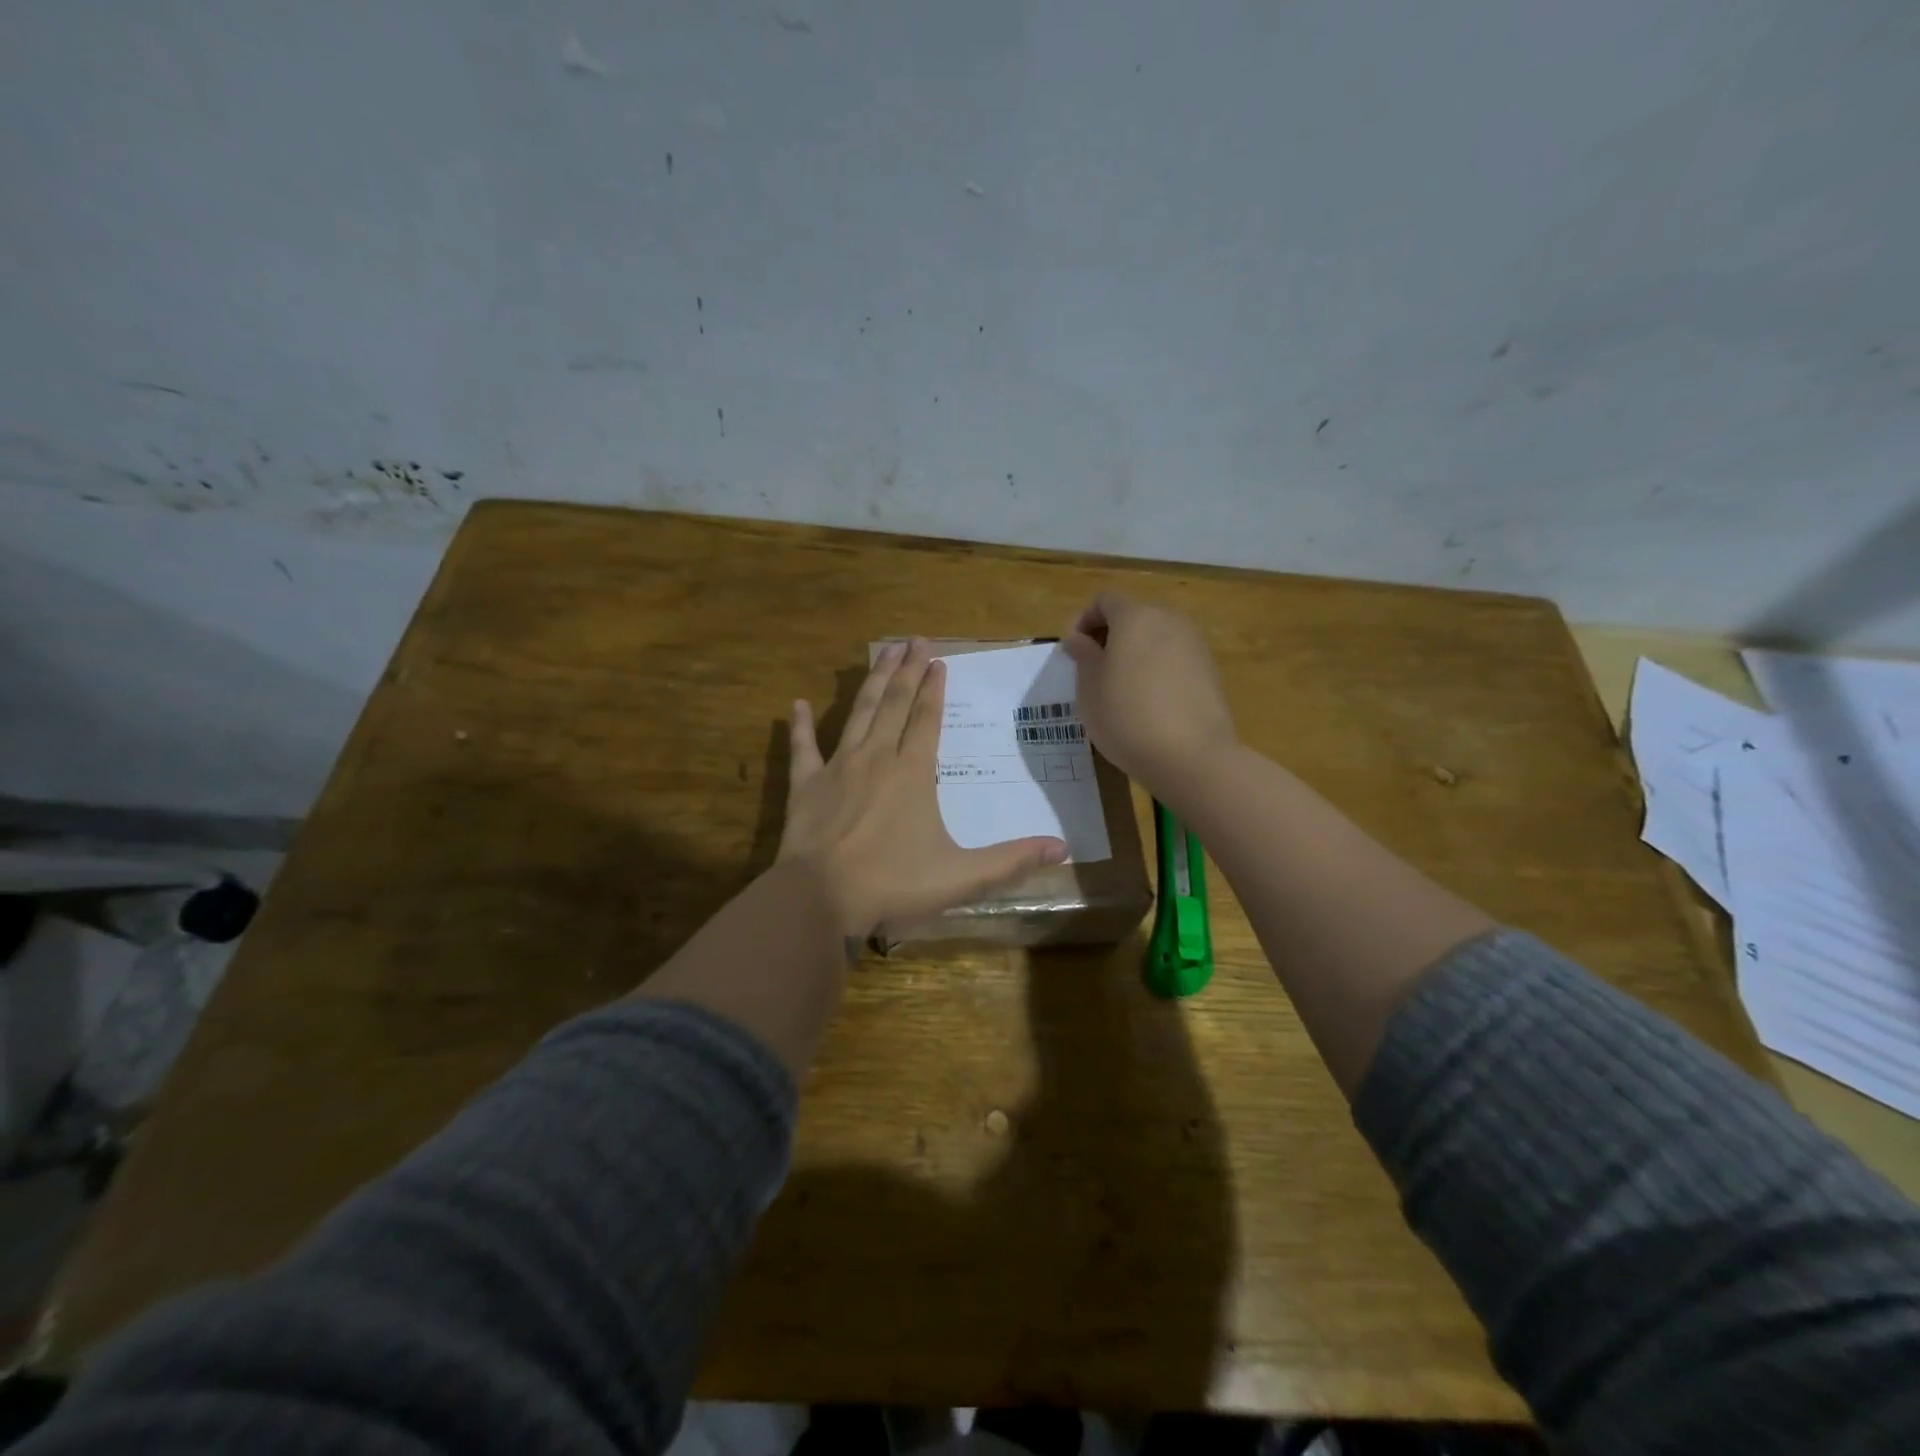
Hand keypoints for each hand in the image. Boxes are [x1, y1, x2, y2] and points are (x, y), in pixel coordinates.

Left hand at [778, 638, 1068, 937]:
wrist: (820, 899)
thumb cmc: (892, 883)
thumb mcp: (961, 877)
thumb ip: (1012, 861)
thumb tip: (1064, 849)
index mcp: (912, 773)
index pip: (927, 719)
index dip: (934, 690)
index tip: (939, 661)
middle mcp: (876, 758)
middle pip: (894, 704)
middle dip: (907, 671)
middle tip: (915, 641)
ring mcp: (838, 768)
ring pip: (859, 713)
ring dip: (872, 682)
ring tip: (883, 652)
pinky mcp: (806, 786)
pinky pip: (803, 749)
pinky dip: (800, 726)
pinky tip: (798, 704)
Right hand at [1062, 593, 1237, 794]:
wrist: (1192, 757)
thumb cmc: (1127, 718)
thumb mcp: (1089, 690)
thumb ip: (1083, 656)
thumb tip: (1079, 639)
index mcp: (1136, 617)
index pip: (1104, 600)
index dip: (1083, 620)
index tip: (1073, 652)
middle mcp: (1169, 620)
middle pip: (1133, 614)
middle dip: (1110, 635)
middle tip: (1093, 669)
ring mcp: (1195, 644)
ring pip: (1156, 636)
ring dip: (1134, 652)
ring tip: (1119, 688)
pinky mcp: (1210, 670)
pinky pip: (1174, 657)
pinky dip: (1156, 668)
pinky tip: (1148, 701)